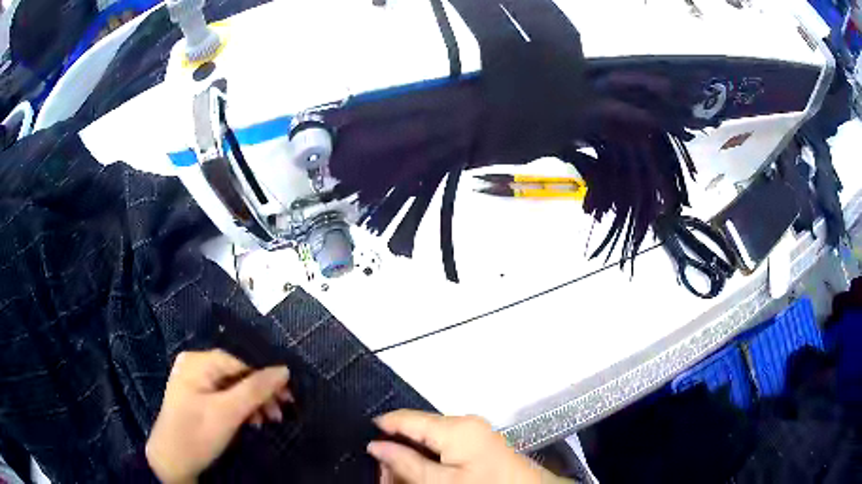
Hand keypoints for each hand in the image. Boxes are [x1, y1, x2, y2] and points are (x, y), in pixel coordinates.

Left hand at [145, 350, 292, 483]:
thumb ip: (256, 389)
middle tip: (279, 414)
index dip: (266, 378)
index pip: (240, 361)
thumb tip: (284, 369)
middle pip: (237, 374)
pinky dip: (240, 408)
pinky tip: (251, 421)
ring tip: (268, 421)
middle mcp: (195, 364)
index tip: (288, 398)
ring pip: (233, 386)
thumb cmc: (197, 434)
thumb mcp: (228, 412)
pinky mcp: (197, 396)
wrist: (172, 460)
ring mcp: (194, 380)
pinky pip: (224, 395)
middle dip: (260, 394)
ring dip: (253, 403)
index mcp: (198, 361)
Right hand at [368, 410, 570, 483]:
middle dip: (397, 449)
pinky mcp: (479, 442)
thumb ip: (406, 463)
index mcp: (455, 427)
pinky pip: (444, 445)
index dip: (381, 428)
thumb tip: (375, 445)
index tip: (363, 446)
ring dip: (412, 457)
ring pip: (429, 438)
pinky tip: (422, 475)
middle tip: (384, 475)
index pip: (405, 417)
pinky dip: (429, 458)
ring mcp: (473, 431)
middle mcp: (464, 422)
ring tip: (400, 478)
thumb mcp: (441, 482)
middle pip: (417, 429)